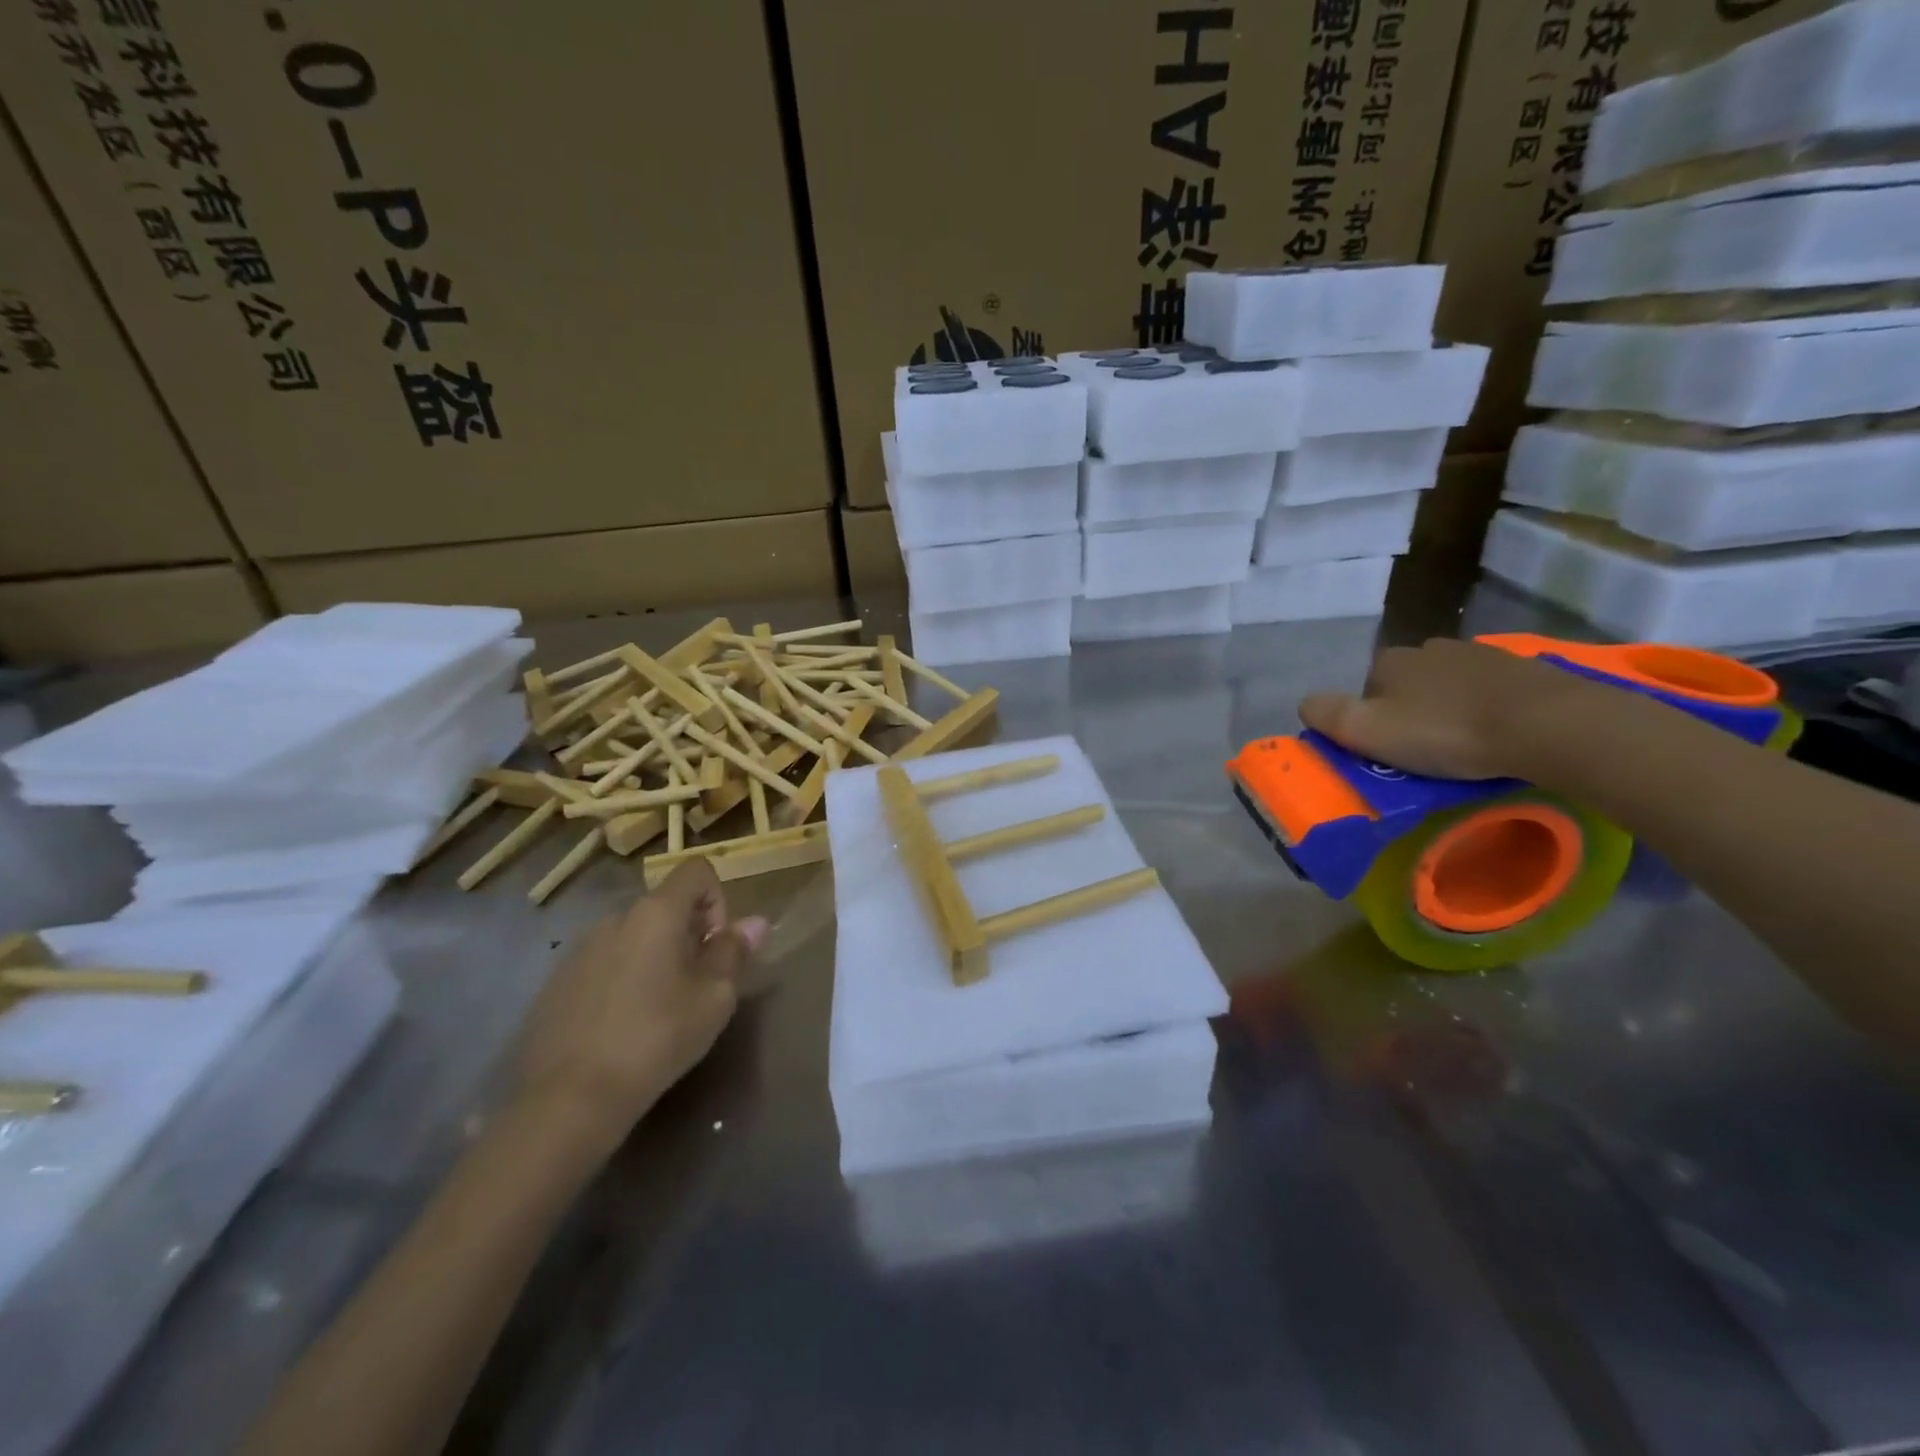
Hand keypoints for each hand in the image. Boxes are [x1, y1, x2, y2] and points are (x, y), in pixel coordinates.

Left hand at [512, 859, 768, 1160]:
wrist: (568, 1099)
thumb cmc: (656, 1038)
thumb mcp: (713, 998)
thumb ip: (734, 952)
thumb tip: (755, 922)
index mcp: (656, 913)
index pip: (697, 871)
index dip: (718, 899)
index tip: (717, 946)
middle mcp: (615, 919)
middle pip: (665, 906)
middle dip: (689, 934)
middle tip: (696, 986)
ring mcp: (580, 950)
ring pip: (634, 937)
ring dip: (656, 958)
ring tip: (660, 1010)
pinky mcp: (556, 983)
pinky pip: (605, 964)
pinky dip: (624, 979)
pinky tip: (623, 1027)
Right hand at [1298, 637, 1596, 780]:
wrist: (1545, 724)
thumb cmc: (1446, 731)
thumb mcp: (1366, 731)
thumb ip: (1325, 714)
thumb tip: (1307, 703)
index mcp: (1388, 661)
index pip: (1365, 691)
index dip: (1371, 721)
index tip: (1389, 750)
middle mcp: (1427, 647)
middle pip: (1406, 685)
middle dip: (1411, 712)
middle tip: (1426, 750)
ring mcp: (1477, 653)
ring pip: (1447, 685)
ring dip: (1449, 708)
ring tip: (1465, 744)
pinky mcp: (1521, 667)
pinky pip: (1488, 690)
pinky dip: (1486, 707)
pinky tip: (1497, 732)